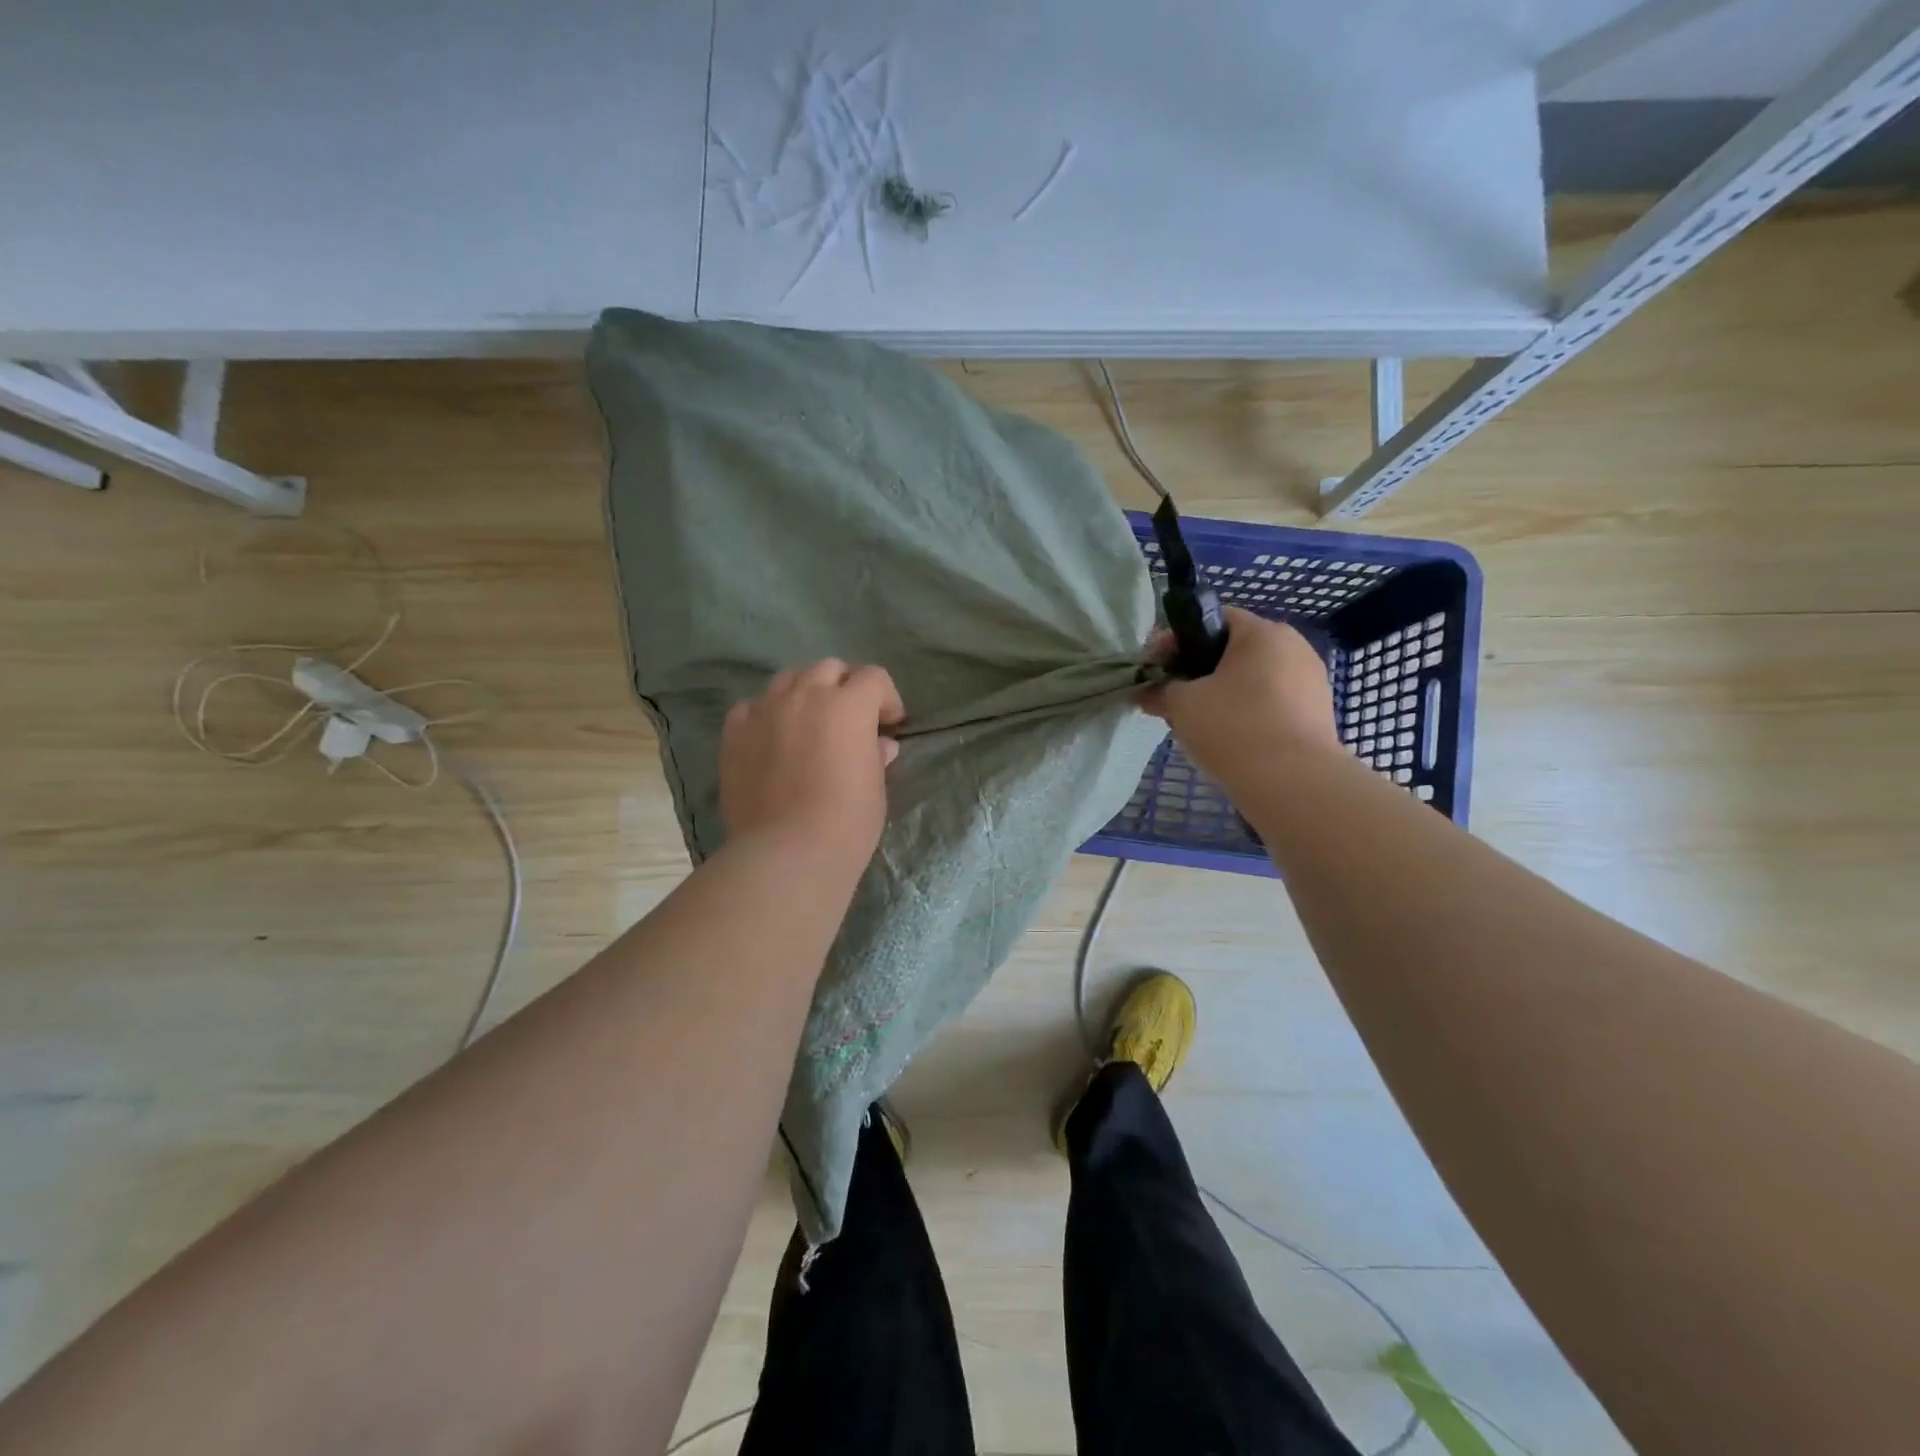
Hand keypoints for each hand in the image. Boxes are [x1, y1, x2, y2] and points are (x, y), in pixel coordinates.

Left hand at [720, 660, 904, 870]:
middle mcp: (805, 695)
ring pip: (788, 680)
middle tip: (850, 720)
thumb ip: (875, 756)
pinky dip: (767, 715)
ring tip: (809, 723)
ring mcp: (765, 710)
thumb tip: (879, 744)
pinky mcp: (735, 732)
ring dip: (806, 693)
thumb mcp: (875, 788)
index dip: (887, 698)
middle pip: (829, 669)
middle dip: (845, 688)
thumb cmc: (846, 822)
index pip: (874, 678)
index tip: (890, 725)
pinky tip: (772, 739)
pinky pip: (752, 707)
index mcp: (848, 705)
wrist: (786, 853)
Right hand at [1140, 608, 1339, 787]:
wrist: (1293, 783)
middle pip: (1233, 650)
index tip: (1157, 667)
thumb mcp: (1182, 704)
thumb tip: (1144, 692)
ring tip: (1198, 723)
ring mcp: (1311, 681)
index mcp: (1263, 632)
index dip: (1178, 640)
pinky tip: (1228, 739)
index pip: (1214, 619)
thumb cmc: (1233, 727)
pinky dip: (1246, 713)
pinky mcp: (1316, 714)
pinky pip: (1271, 703)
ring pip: (1252, 679)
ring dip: (1222, 694)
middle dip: (1198, 670)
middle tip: (1172, 698)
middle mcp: (1293, 647)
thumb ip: (1160, 690)